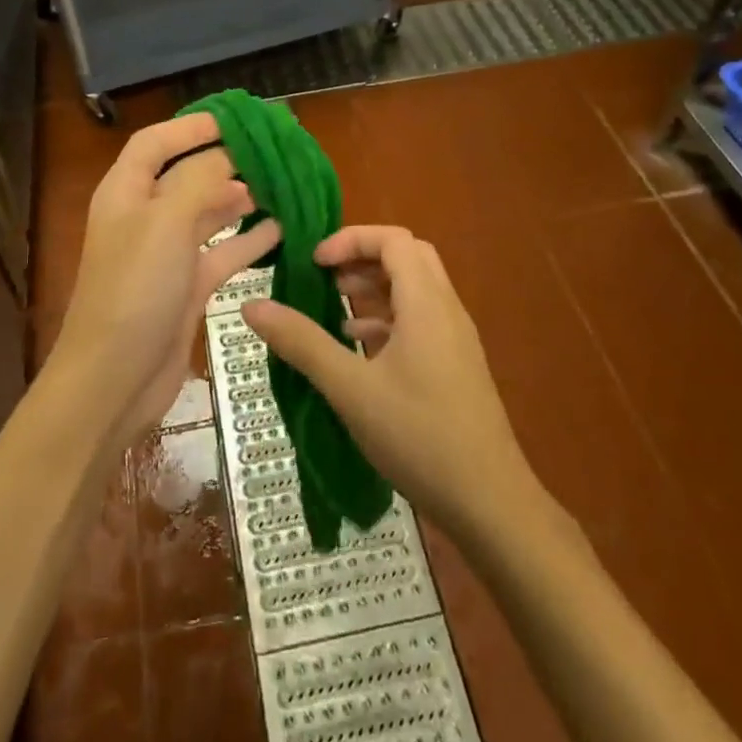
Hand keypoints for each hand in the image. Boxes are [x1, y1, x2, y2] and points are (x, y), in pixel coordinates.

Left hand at [50, 114, 279, 443]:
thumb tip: (229, 155)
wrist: (114, 379)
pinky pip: (222, 253)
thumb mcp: (166, 222)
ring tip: (281, 186)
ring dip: (241, 199)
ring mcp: (165, 254)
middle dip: (225, 161)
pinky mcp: (186, 287)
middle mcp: (144, 217)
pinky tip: (280, 231)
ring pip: (207, 213)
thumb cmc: (135, 288)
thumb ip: (200, 180)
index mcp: (126, 192)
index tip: (236, 119)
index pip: (156, 142)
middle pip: (186, 175)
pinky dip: (248, 241)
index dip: (191, 127)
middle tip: (272, 152)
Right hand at [241, 226, 534, 535]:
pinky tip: (360, 347)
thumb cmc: (418, 436)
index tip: (314, 262)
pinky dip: (388, 318)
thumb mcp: (350, 389)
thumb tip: (251, 306)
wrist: (490, 502)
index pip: (393, 239)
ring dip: (376, 287)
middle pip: (408, 257)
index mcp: (426, 303)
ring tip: (334, 306)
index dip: (351, 240)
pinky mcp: (456, 365)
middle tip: (325, 275)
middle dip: (363, 257)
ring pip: (416, 289)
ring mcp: (456, 338)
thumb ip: (301, 342)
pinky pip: (422, 320)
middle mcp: (447, 309)